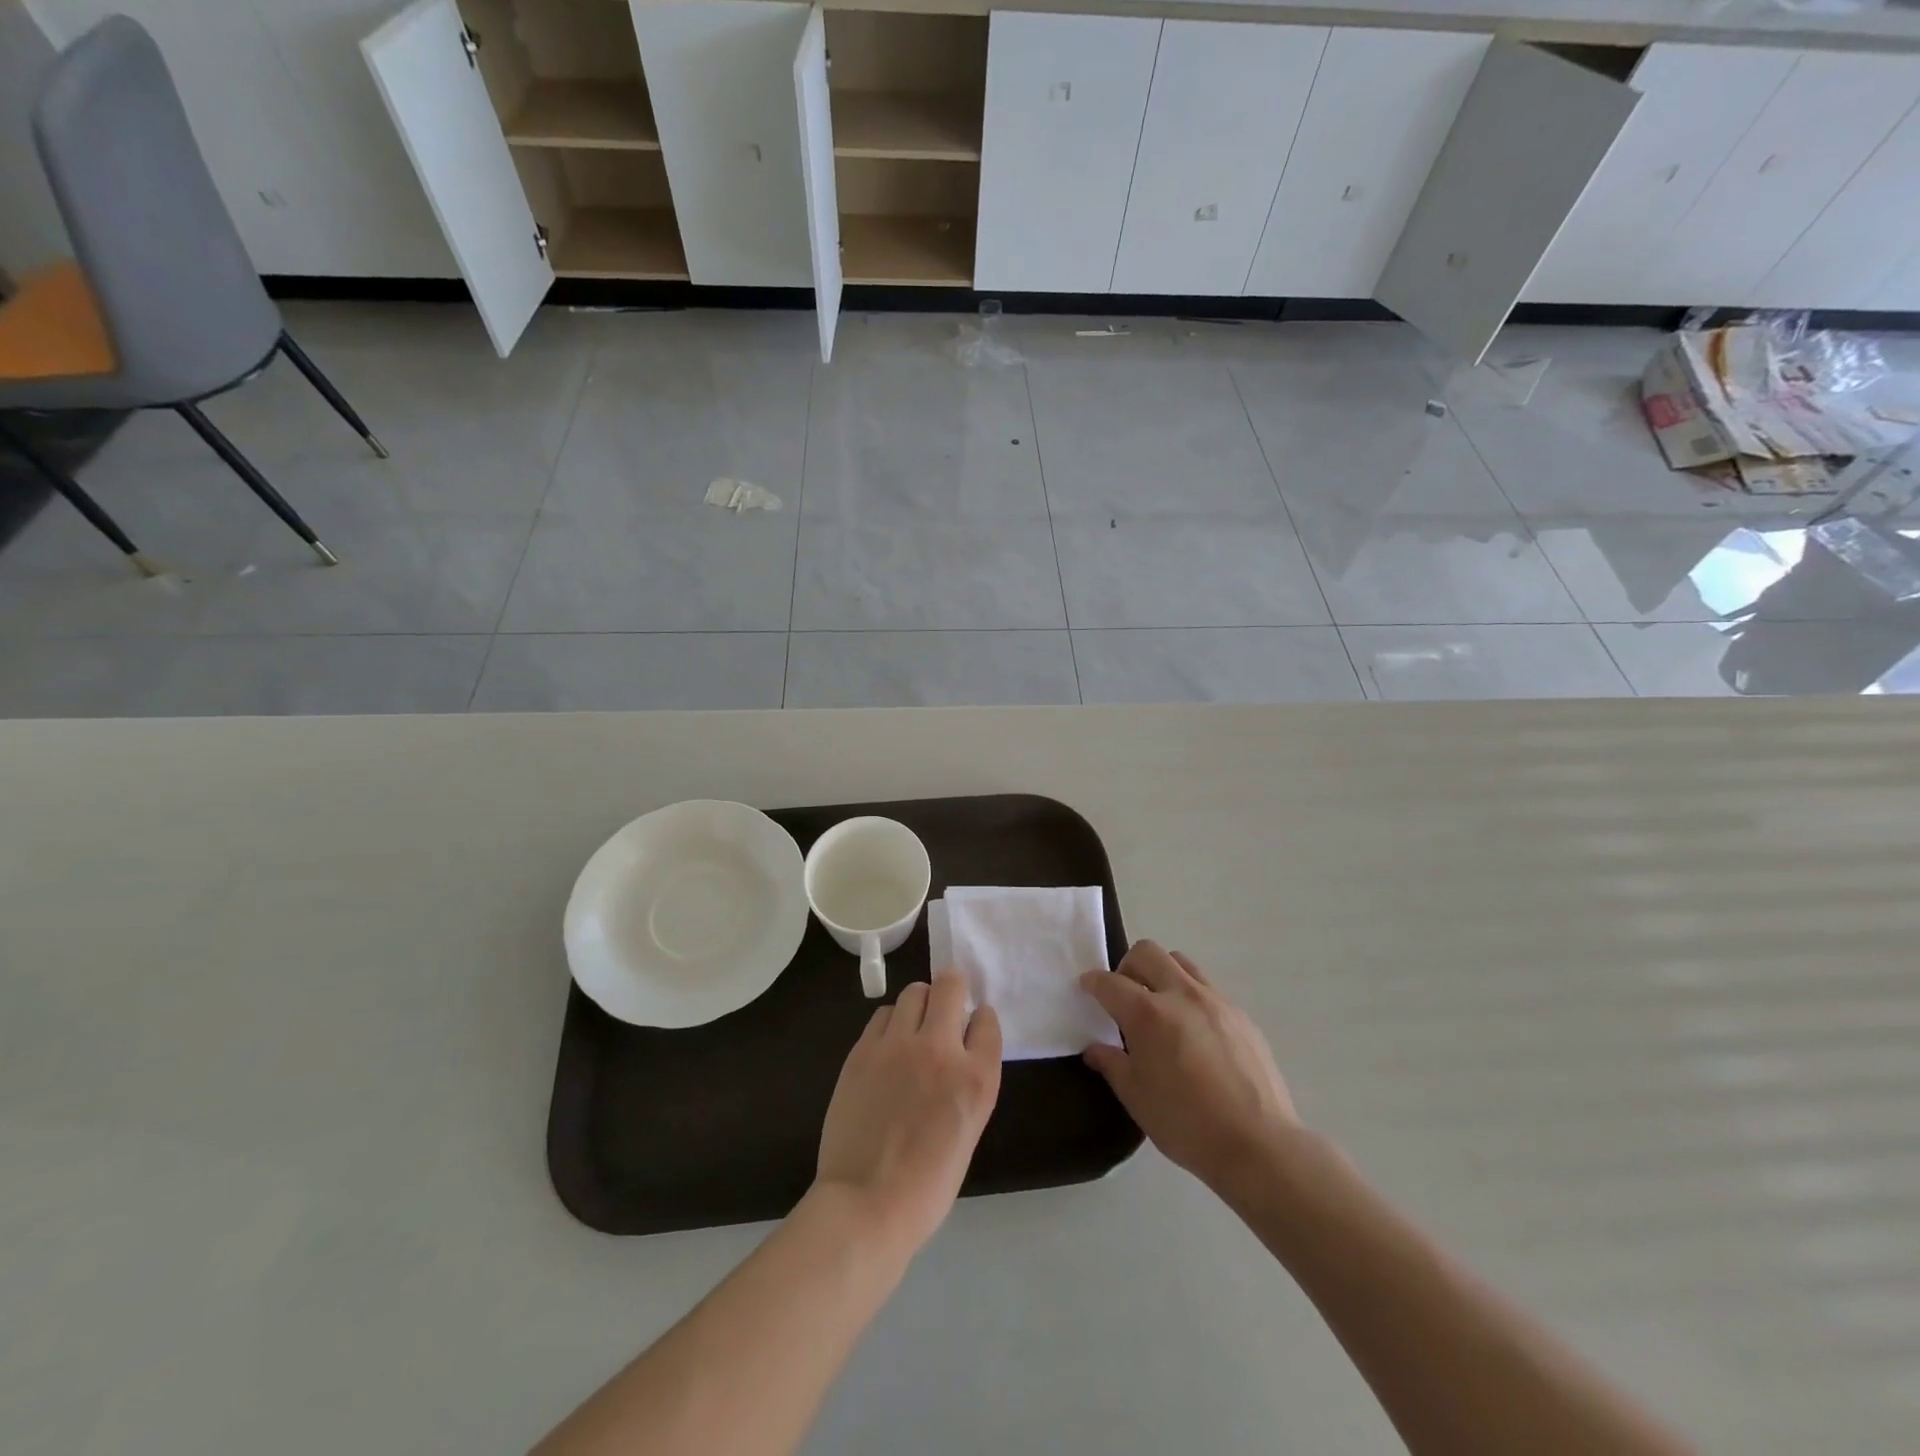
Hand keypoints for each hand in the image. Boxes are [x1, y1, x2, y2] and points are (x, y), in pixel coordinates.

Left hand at [814, 969, 1001, 1255]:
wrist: (867, 1203)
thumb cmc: (927, 1184)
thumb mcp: (968, 1128)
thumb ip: (968, 1081)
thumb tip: (959, 1051)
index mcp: (976, 1078)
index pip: (987, 1019)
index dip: (979, 1022)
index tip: (971, 1030)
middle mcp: (941, 1049)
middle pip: (951, 985)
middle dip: (952, 991)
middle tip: (945, 1009)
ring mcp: (898, 1045)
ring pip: (914, 992)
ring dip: (920, 1003)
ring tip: (914, 1028)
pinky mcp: (864, 1050)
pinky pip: (882, 1014)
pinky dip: (891, 1022)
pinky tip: (888, 1046)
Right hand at [1082, 941, 1298, 1196]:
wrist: (1258, 1144)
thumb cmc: (1187, 1124)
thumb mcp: (1137, 1098)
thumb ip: (1112, 1064)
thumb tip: (1095, 1049)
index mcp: (1148, 1014)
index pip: (1110, 983)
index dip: (1093, 982)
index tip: (1086, 987)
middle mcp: (1181, 995)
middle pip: (1147, 952)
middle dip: (1127, 966)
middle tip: (1125, 995)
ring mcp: (1215, 1001)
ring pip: (1180, 962)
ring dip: (1161, 973)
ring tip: (1160, 1008)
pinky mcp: (1240, 1015)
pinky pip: (1207, 988)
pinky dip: (1190, 996)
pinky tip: (1193, 1032)